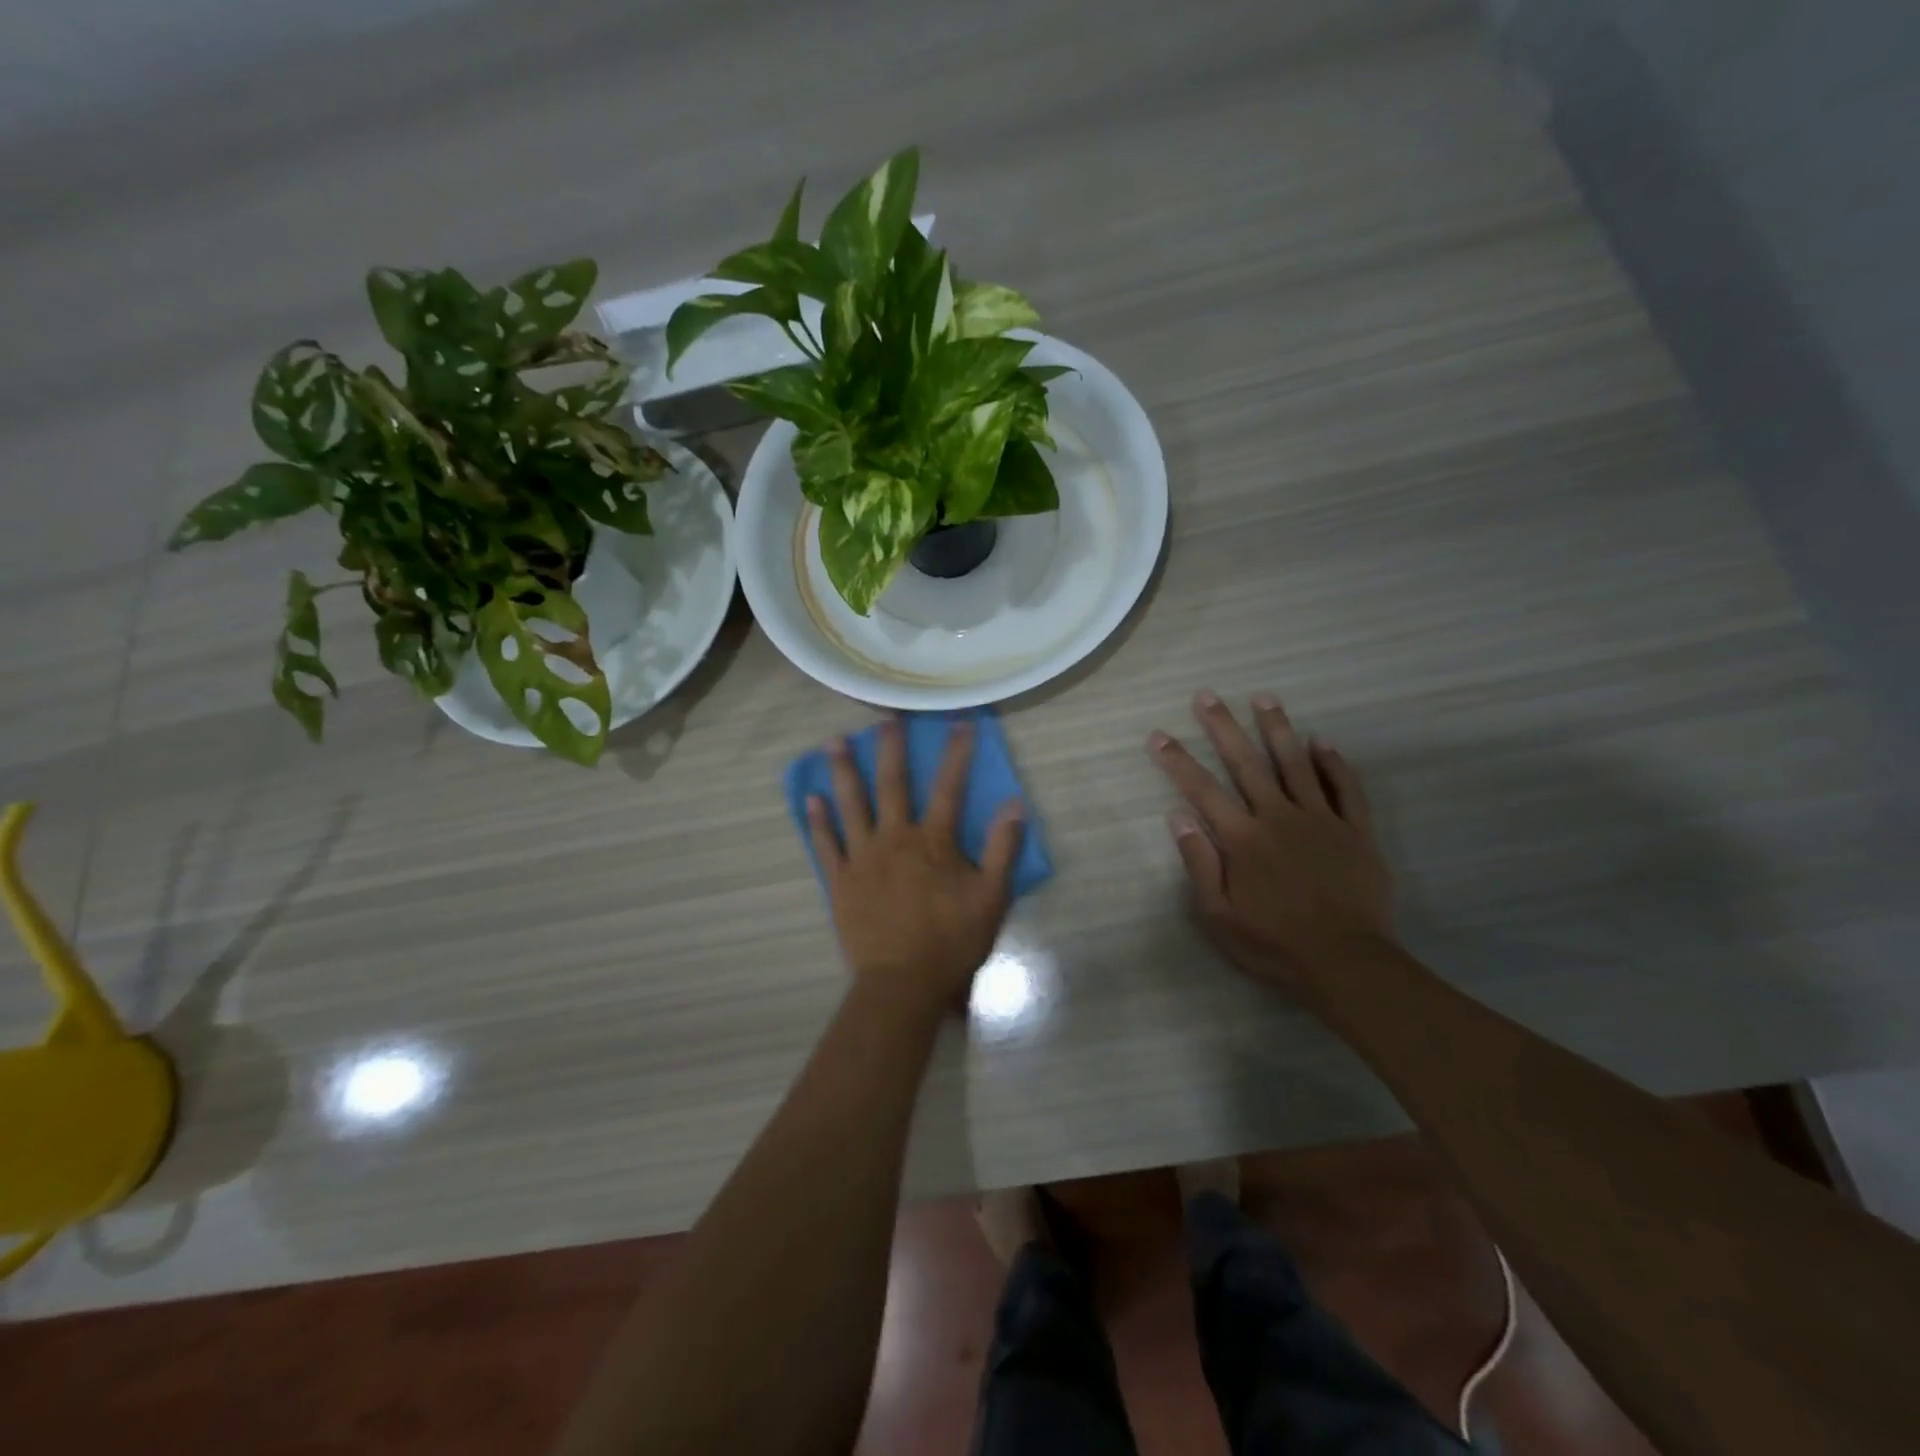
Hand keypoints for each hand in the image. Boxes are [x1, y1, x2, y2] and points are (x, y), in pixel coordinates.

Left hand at [807, 718, 1025, 1016]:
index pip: (950, 788)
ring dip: (844, 771)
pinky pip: (826, 845)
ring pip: (852, 805)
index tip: (961, 723)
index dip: (957, 753)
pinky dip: (818, 821)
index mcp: (933, 842)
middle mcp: (895, 838)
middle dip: (891, 748)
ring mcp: (863, 858)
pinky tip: (811, 798)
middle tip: (884, 717)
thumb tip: (1015, 803)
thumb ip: (1003, 849)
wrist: (903, 983)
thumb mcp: (991, 897)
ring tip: (835, 741)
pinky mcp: (841, 881)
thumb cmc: (951, 941)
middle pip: (893, 785)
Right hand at [1149, 690, 1393, 1000]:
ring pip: (1296, 764)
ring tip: (1263, 698)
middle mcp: (1278, 817)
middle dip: (1223, 727)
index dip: (1177, 760)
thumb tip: (1178, 817)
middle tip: (1207, 696)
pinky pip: (1346, 789)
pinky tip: (1322, 741)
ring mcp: (1321, 820)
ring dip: (1277, 728)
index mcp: (1242, 838)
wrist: (1346, 962)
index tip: (1159, 735)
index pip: (1202, 790)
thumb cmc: (1274, 943)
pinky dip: (1334, 763)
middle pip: (1247, 763)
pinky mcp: (1356, 831)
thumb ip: (1199, 863)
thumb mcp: (1219, 915)